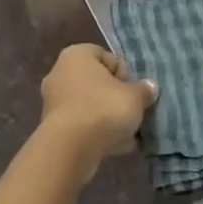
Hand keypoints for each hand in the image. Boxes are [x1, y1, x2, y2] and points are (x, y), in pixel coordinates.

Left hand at [39, 44, 157, 162]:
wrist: (71, 148)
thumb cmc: (103, 109)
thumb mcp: (134, 97)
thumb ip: (144, 90)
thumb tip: (149, 87)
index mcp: (76, 55)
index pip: (106, 56)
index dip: (124, 73)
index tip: (132, 90)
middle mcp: (60, 73)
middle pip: (96, 82)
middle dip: (115, 97)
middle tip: (131, 110)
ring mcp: (54, 101)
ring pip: (89, 105)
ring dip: (107, 117)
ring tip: (127, 133)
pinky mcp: (53, 127)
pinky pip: (81, 125)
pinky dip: (96, 133)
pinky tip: (115, 146)